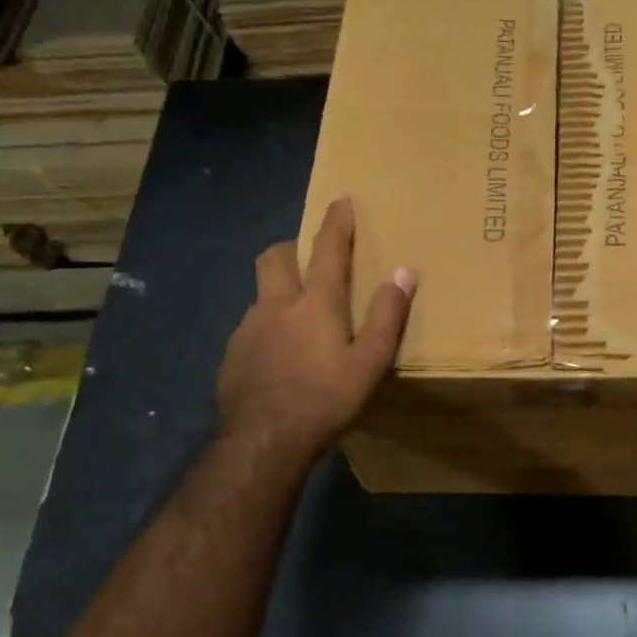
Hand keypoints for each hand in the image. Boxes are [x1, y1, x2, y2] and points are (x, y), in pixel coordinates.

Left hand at [216, 197, 415, 458]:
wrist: (264, 439)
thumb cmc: (326, 398)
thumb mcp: (370, 361)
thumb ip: (388, 315)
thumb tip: (404, 271)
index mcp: (316, 303)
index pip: (328, 249)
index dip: (336, 222)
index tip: (340, 198)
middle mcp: (277, 304)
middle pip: (276, 257)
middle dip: (292, 247)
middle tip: (307, 256)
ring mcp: (249, 328)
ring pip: (261, 292)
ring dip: (278, 289)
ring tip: (296, 314)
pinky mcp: (233, 354)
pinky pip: (251, 326)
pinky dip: (266, 326)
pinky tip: (277, 355)